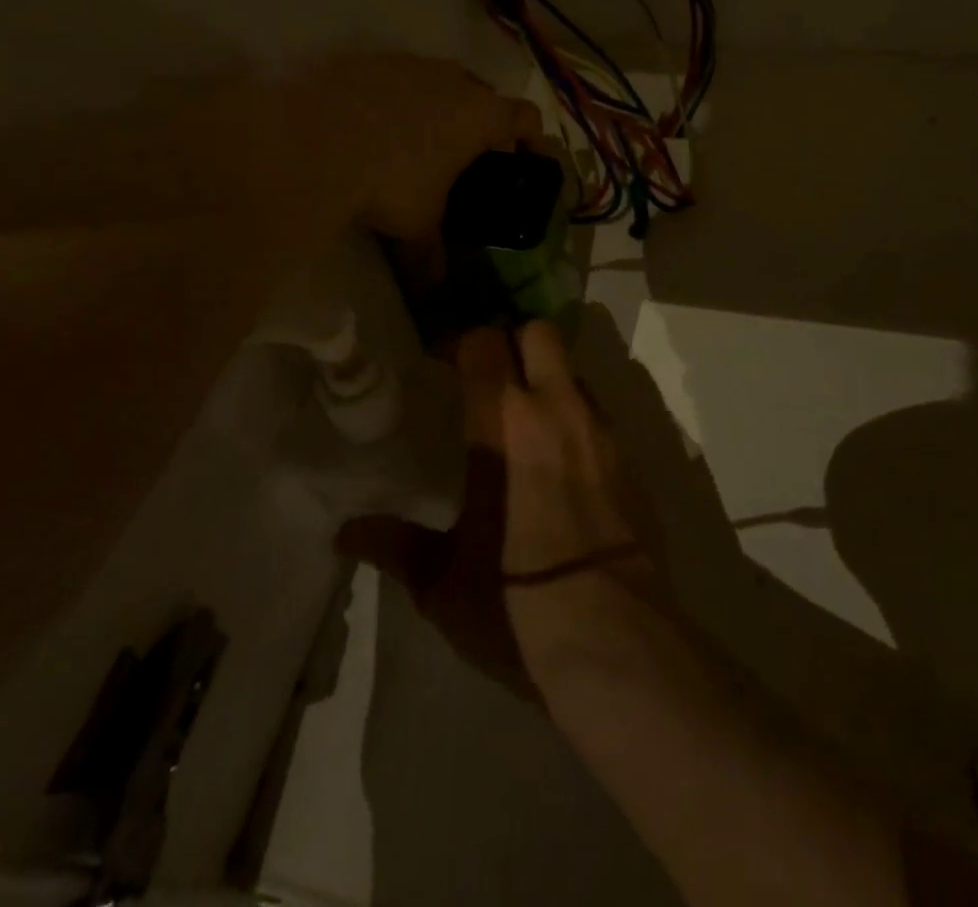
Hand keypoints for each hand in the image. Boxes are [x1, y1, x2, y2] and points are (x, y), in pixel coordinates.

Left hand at [300, 54, 542, 245]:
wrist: (309, 137)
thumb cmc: (388, 181)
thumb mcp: (416, 225)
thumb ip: (431, 255)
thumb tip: (434, 289)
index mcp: (479, 115)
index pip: (526, 117)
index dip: (533, 139)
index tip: (528, 161)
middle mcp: (452, 79)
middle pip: (484, 94)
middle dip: (482, 123)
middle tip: (469, 156)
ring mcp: (408, 63)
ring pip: (438, 81)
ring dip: (438, 106)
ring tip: (418, 141)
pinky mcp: (368, 59)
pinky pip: (396, 77)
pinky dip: (396, 98)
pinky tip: (373, 127)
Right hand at [337, 321, 660, 697]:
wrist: (616, 646)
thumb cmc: (517, 606)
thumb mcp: (443, 582)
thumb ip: (396, 545)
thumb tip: (345, 532)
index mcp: (504, 424)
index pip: (484, 342)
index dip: (461, 342)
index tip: (442, 363)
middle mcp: (557, 410)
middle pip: (540, 332)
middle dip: (513, 341)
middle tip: (490, 379)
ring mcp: (602, 432)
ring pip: (574, 371)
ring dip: (549, 381)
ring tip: (527, 423)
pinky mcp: (633, 461)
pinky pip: (600, 414)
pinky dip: (577, 419)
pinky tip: (563, 464)